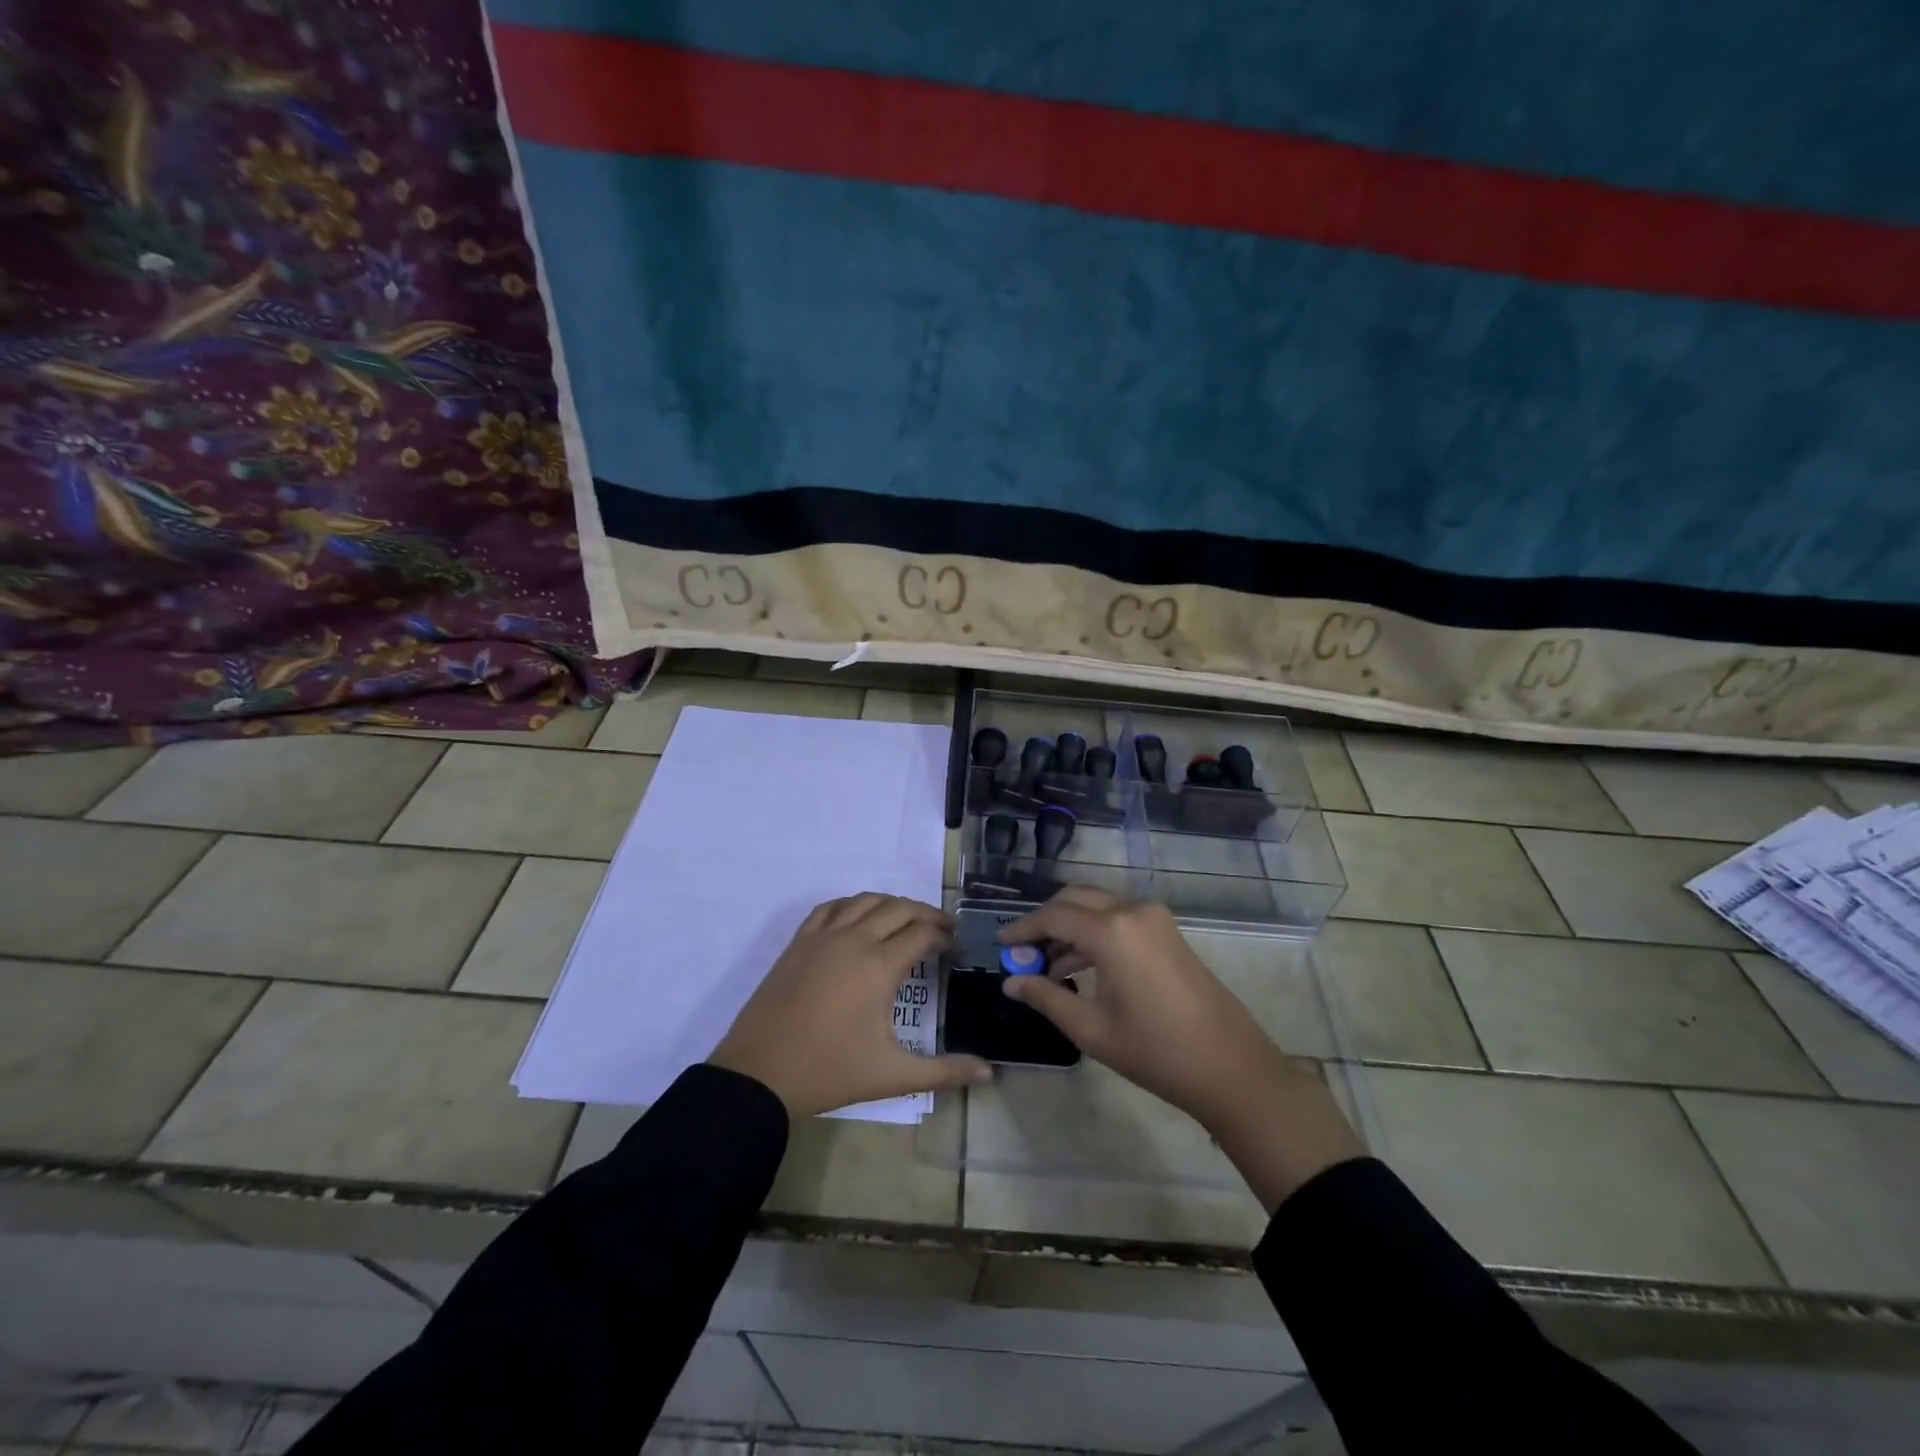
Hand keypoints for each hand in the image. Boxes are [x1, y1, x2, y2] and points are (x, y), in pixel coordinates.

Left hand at [709, 893, 991, 1118]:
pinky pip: (831, 907)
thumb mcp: (893, 1075)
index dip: (944, 935)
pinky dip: (853, 904)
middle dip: (926, 914)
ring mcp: (823, 936)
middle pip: (899, 908)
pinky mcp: (799, 942)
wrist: (760, 1074)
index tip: (955, 945)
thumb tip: (990, 1073)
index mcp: (880, 965)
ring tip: (907, 920)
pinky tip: (860, 918)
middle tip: (941, 930)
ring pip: (866, 900)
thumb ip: (944, 1071)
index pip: (922, 933)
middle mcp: (854, 939)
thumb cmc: (830, 1072)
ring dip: (892, 904)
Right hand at [999, 886, 1363, 1208]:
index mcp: (1111, 930)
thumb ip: (1046, 998)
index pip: (1054, 916)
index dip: (1023, 928)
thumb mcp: (1092, 1029)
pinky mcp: (1167, 931)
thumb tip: (1010, 982)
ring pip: (1098, 906)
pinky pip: (1119, 918)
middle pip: (1075, 899)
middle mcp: (1132, 910)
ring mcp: (1155, 918)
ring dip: (1070, 927)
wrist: (1231, 1067)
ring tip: (1046, 965)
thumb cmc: (1156, 1051)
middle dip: (1045, 920)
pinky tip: (1079, 968)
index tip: (1000, 942)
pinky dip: (1094, 933)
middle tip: (1022, 949)